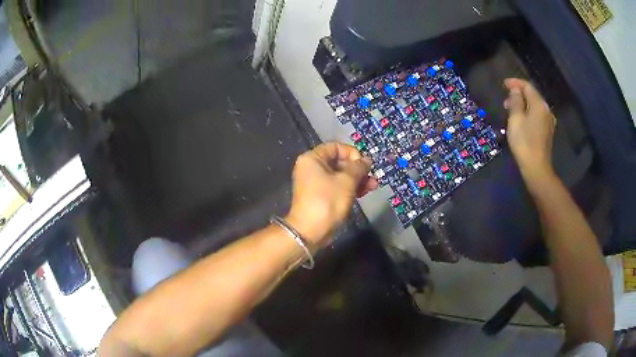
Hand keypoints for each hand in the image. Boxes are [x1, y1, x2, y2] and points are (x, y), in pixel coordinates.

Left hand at [285, 142, 377, 247]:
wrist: (310, 231)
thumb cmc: (327, 201)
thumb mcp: (346, 181)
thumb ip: (358, 167)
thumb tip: (367, 160)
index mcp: (313, 158)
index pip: (336, 147)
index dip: (352, 153)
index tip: (364, 164)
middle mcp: (312, 168)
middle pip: (339, 161)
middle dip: (358, 168)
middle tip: (373, 175)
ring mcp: (316, 183)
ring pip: (341, 176)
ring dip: (358, 179)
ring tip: (374, 184)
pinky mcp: (322, 197)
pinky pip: (338, 187)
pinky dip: (351, 188)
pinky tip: (366, 191)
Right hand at [504, 78, 555, 179]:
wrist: (536, 168)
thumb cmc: (524, 142)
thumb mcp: (516, 119)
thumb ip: (515, 101)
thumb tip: (516, 90)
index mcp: (539, 104)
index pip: (527, 86)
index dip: (515, 83)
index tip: (504, 84)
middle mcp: (546, 110)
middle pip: (532, 95)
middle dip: (519, 94)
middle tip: (506, 100)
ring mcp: (548, 122)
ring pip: (535, 106)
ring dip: (523, 104)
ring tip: (511, 110)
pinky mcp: (547, 132)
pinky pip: (537, 115)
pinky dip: (528, 113)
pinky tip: (522, 120)